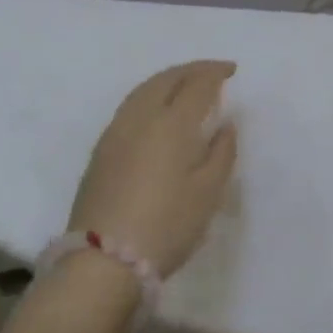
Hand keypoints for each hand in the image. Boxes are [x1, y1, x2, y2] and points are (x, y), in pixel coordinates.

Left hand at [69, 60, 239, 276]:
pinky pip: (129, 106)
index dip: (215, 72)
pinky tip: (156, 109)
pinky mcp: (100, 151)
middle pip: (166, 79)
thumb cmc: (166, 226)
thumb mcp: (208, 192)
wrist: (102, 262)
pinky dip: (149, 95)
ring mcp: (115, 133)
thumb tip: (226, 124)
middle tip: (211, 71)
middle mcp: (141, 118)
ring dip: (168, 79)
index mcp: (172, 123)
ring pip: (143, 90)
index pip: (197, 84)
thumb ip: (222, 152)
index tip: (231, 70)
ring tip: (185, 84)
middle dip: (191, 69)